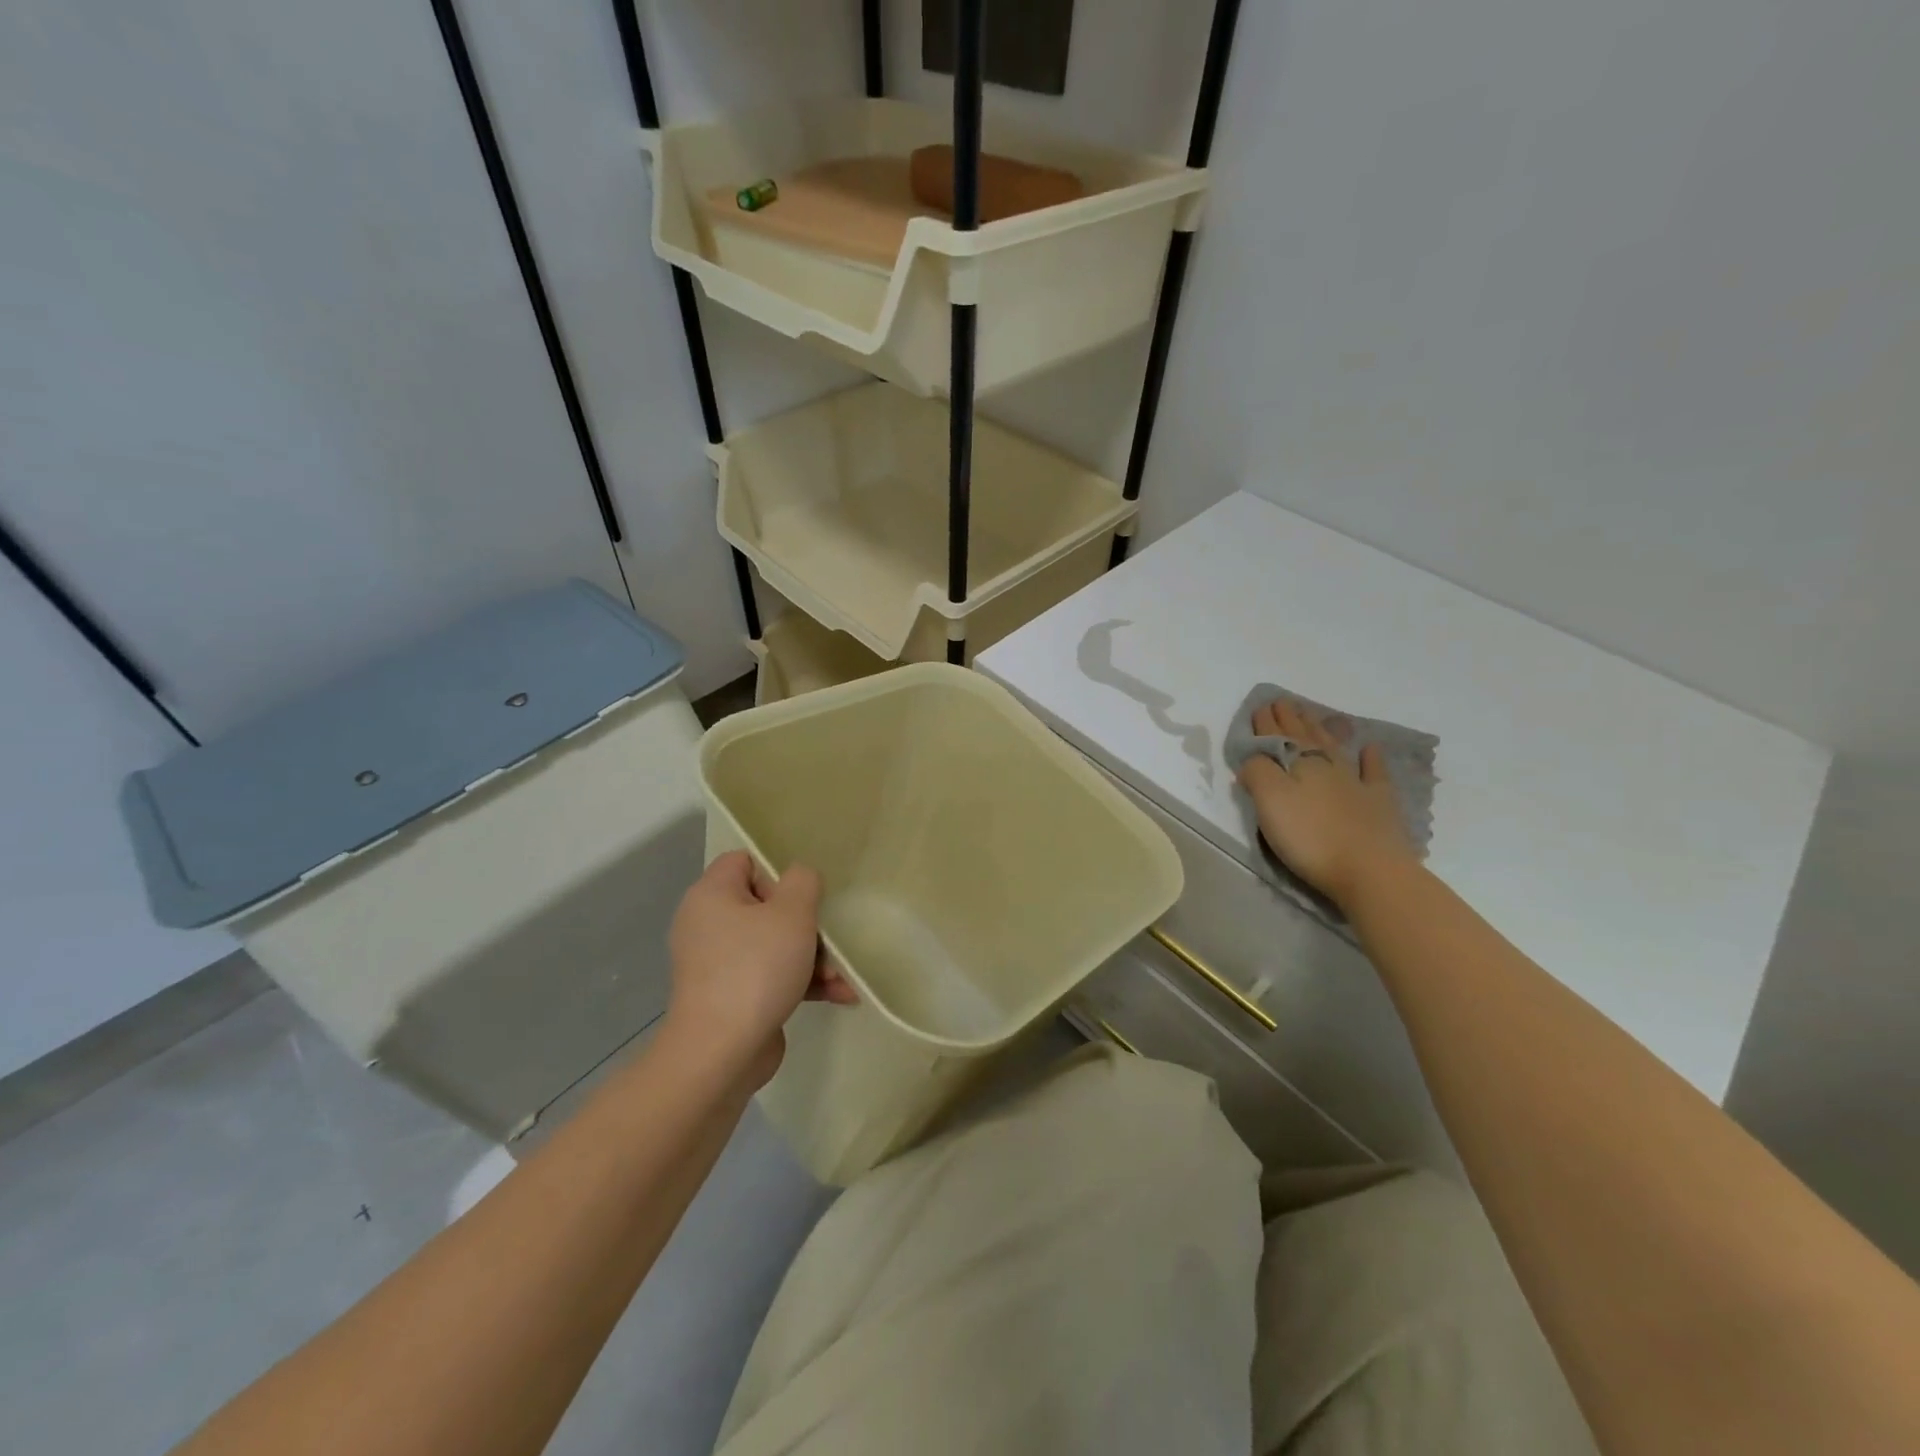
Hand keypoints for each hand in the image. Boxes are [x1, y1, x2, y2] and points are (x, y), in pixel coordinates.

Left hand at [664, 851, 854, 1087]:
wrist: (720, 1053)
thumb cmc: (756, 969)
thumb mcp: (792, 913)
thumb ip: (803, 882)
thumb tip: (799, 879)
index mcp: (711, 895)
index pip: (743, 861)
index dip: (777, 873)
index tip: (802, 897)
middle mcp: (708, 924)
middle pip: (765, 906)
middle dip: (805, 924)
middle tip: (828, 939)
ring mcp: (717, 964)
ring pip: (773, 944)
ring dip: (812, 957)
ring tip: (842, 977)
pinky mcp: (730, 997)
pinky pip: (770, 976)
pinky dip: (800, 982)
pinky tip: (839, 995)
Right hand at [1236, 698, 1417, 909]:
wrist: (1369, 870)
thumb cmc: (1310, 836)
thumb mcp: (1269, 801)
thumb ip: (1257, 773)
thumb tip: (1253, 757)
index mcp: (1298, 763)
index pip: (1277, 737)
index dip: (1267, 722)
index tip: (1260, 705)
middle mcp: (1327, 765)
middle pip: (1305, 737)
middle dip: (1291, 720)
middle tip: (1283, 702)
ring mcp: (1356, 783)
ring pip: (1335, 747)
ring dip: (1322, 730)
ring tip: (1313, 716)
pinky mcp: (1378, 804)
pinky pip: (1374, 773)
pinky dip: (1371, 758)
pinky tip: (1371, 748)